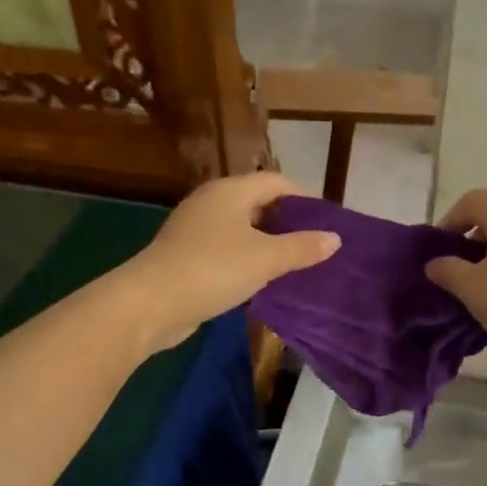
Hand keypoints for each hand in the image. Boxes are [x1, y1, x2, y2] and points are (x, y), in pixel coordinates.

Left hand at [120, 172, 339, 351]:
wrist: (151, 303)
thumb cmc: (213, 270)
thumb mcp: (266, 259)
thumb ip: (302, 248)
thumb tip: (335, 238)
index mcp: (230, 192)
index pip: (276, 182)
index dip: (304, 198)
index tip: (327, 220)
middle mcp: (211, 203)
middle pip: (258, 203)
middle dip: (287, 221)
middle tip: (315, 243)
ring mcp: (195, 229)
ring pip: (241, 229)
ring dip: (267, 243)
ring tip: (295, 263)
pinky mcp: (186, 256)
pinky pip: (226, 250)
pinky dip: (247, 259)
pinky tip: (262, 280)